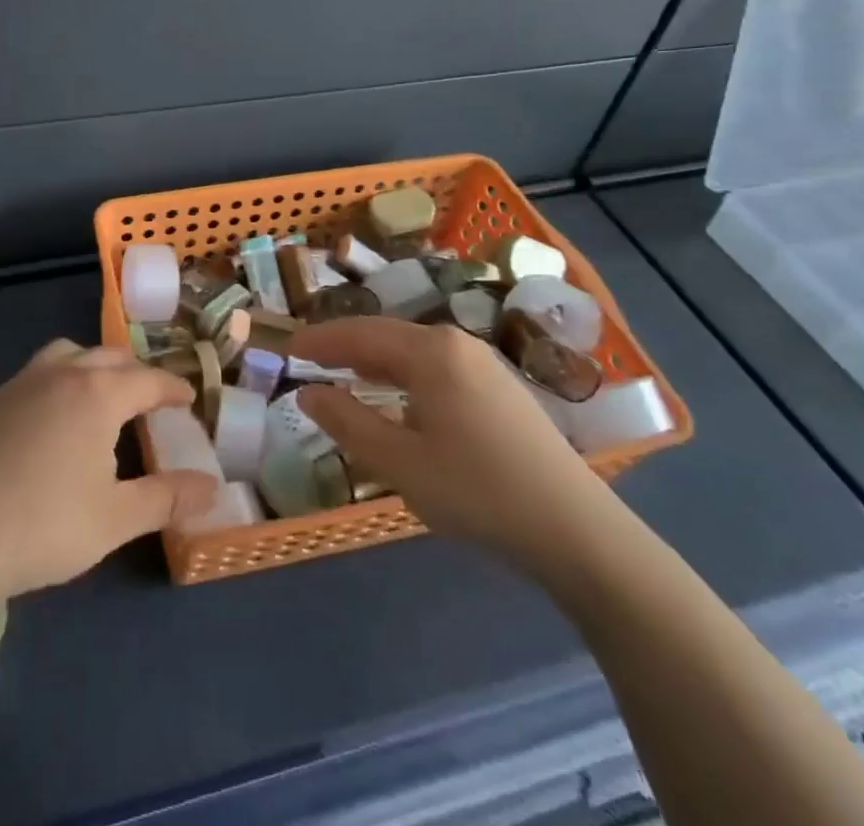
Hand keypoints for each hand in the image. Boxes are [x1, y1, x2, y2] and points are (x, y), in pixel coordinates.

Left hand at [0, 340, 219, 601]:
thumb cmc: (43, 525)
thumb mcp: (116, 519)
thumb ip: (167, 498)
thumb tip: (213, 487)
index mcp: (98, 393)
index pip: (148, 380)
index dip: (173, 388)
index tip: (189, 398)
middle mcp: (63, 374)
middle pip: (109, 357)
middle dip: (136, 374)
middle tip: (152, 400)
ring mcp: (23, 383)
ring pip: (69, 354)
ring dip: (94, 366)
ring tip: (103, 396)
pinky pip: (41, 372)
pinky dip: (62, 379)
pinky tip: (56, 418)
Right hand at [293, 318, 617, 574]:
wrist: (576, 530)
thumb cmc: (477, 492)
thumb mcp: (400, 463)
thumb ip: (347, 422)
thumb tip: (306, 393)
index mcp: (430, 351)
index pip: (359, 334)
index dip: (319, 341)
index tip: (286, 349)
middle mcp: (455, 343)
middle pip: (385, 334)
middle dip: (343, 345)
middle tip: (307, 359)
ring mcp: (481, 362)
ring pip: (411, 349)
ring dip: (372, 359)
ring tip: (341, 373)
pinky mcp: (497, 386)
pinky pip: (434, 365)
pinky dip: (401, 372)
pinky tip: (395, 396)